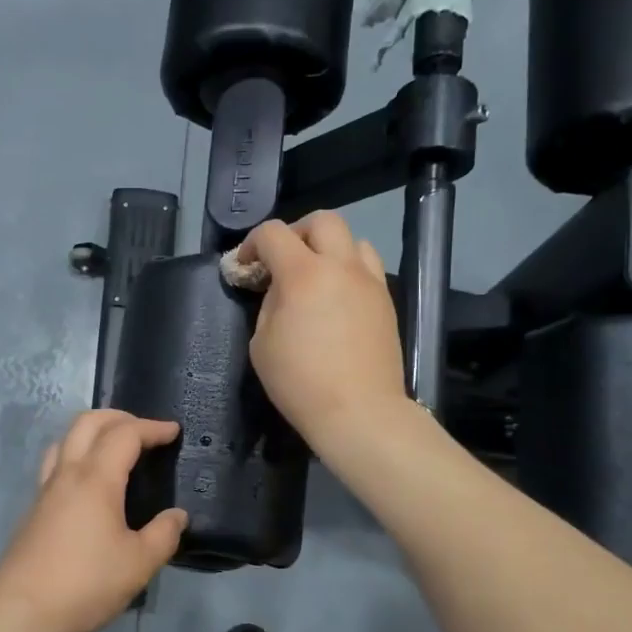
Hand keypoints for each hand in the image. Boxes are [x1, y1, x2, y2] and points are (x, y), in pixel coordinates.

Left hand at [0, 410, 187, 631]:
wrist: (21, 612)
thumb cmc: (86, 583)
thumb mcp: (139, 563)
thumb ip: (163, 535)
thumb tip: (177, 516)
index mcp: (95, 479)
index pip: (125, 435)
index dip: (152, 428)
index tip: (173, 432)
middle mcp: (67, 474)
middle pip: (87, 423)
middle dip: (119, 417)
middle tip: (144, 430)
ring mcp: (45, 490)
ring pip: (65, 440)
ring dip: (92, 432)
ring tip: (114, 448)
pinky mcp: (34, 510)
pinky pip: (55, 464)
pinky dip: (76, 455)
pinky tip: (89, 483)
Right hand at [233, 212, 408, 444]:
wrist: (359, 411)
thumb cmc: (300, 382)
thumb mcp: (262, 344)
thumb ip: (270, 305)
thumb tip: (281, 291)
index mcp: (303, 274)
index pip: (273, 233)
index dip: (251, 243)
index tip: (245, 267)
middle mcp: (340, 267)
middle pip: (322, 220)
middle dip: (296, 232)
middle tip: (283, 261)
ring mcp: (369, 282)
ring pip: (353, 240)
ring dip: (329, 248)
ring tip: (316, 276)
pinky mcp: (386, 301)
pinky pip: (367, 267)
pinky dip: (349, 270)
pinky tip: (337, 299)